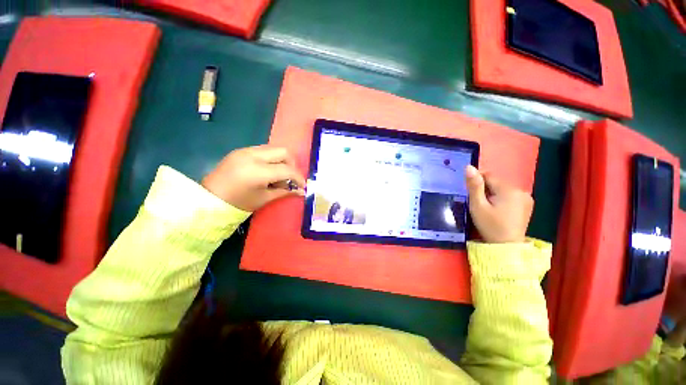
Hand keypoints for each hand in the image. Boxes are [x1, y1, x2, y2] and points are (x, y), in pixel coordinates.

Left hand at [202, 145, 304, 211]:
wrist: (208, 199)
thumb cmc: (237, 203)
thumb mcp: (264, 199)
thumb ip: (285, 192)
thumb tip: (302, 192)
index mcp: (257, 171)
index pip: (287, 170)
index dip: (298, 178)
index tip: (302, 186)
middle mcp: (252, 156)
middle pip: (284, 152)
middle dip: (292, 165)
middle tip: (290, 178)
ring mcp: (245, 150)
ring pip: (274, 149)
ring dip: (282, 161)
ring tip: (278, 176)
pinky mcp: (241, 150)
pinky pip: (264, 150)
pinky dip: (272, 159)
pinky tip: (267, 172)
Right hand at [464, 165, 533, 242]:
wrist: (506, 247)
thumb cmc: (489, 225)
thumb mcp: (478, 206)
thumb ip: (474, 186)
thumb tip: (469, 167)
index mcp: (508, 189)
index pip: (488, 175)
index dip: (477, 182)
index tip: (473, 195)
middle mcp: (521, 190)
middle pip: (496, 183)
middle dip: (486, 190)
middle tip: (480, 205)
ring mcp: (526, 198)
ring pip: (503, 189)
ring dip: (493, 194)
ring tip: (489, 209)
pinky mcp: (527, 205)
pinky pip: (510, 195)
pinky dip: (502, 199)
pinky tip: (499, 211)